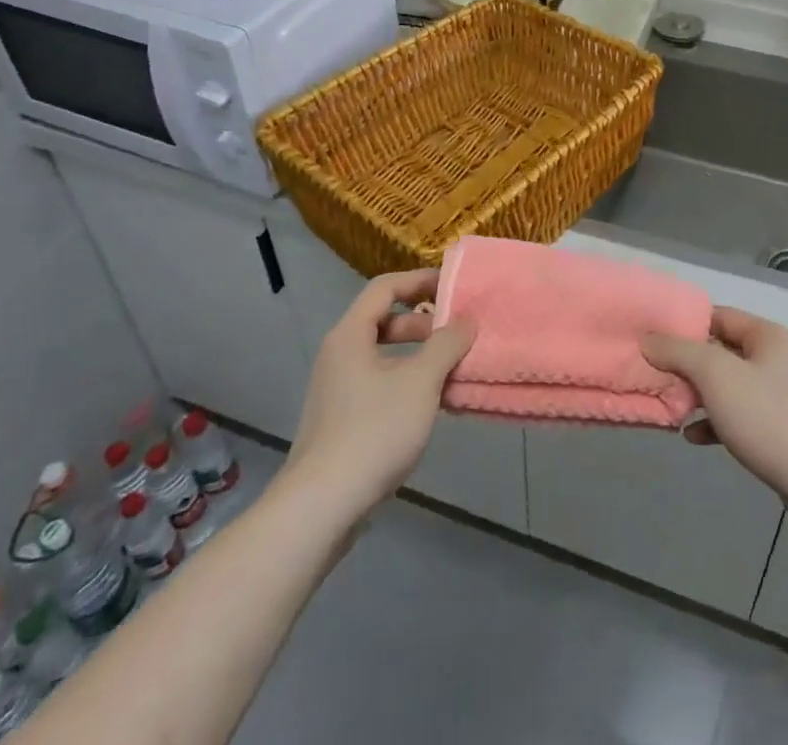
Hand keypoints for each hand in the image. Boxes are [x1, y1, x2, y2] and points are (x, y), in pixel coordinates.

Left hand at [283, 269, 473, 517]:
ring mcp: (337, 389)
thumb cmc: (374, 431)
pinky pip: (379, 384)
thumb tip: (466, 321)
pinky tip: (432, 406)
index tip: (453, 286)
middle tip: (456, 334)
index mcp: (350, 335)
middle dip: (423, 323)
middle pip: (384, 320)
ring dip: (419, 357)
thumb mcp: (421, 381)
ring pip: (384, 356)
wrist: (321, 507)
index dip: (420, 280)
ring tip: (452, 371)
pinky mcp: (341, 420)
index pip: (385, 287)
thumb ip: (447, 344)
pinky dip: (407, 383)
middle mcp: (339, 355)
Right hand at [642, 308, 787, 506]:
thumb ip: (679, 352)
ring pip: (730, 386)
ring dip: (700, 394)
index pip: (719, 315)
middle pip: (723, 351)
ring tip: (670, 405)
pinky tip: (694, 436)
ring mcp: (782, 396)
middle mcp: (778, 358)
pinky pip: (741, 415)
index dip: (686, 323)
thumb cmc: (767, 418)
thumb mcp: (716, 376)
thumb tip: (648, 338)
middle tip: (656, 373)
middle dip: (689, 363)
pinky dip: (716, 421)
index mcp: (768, 336)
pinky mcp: (782, 431)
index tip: (654, 336)